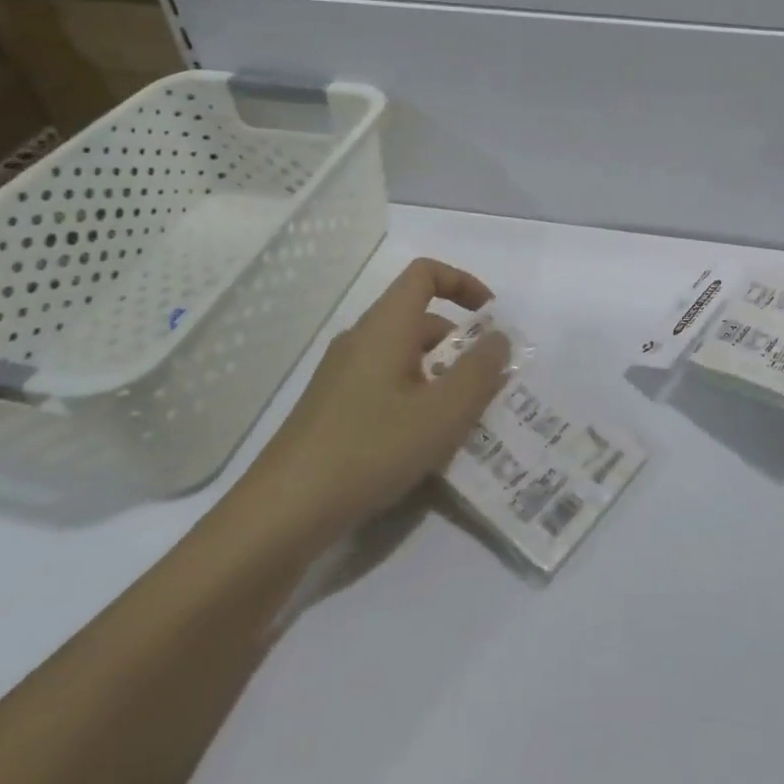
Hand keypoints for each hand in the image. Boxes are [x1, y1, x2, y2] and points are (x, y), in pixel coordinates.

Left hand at [238, 258, 510, 542]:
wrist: (285, 510)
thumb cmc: (371, 449)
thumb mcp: (443, 412)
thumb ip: (480, 371)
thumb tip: (498, 339)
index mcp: (385, 326)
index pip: (425, 274)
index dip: (463, 283)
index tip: (491, 319)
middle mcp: (361, 340)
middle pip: (420, 319)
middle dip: (461, 345)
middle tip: (488, 386)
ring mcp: (342, 375)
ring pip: (405, 357)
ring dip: (441, 376)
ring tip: (463, 421)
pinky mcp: (334, 407)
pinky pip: (387, 384)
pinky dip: (416, 398)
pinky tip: (424, 444)